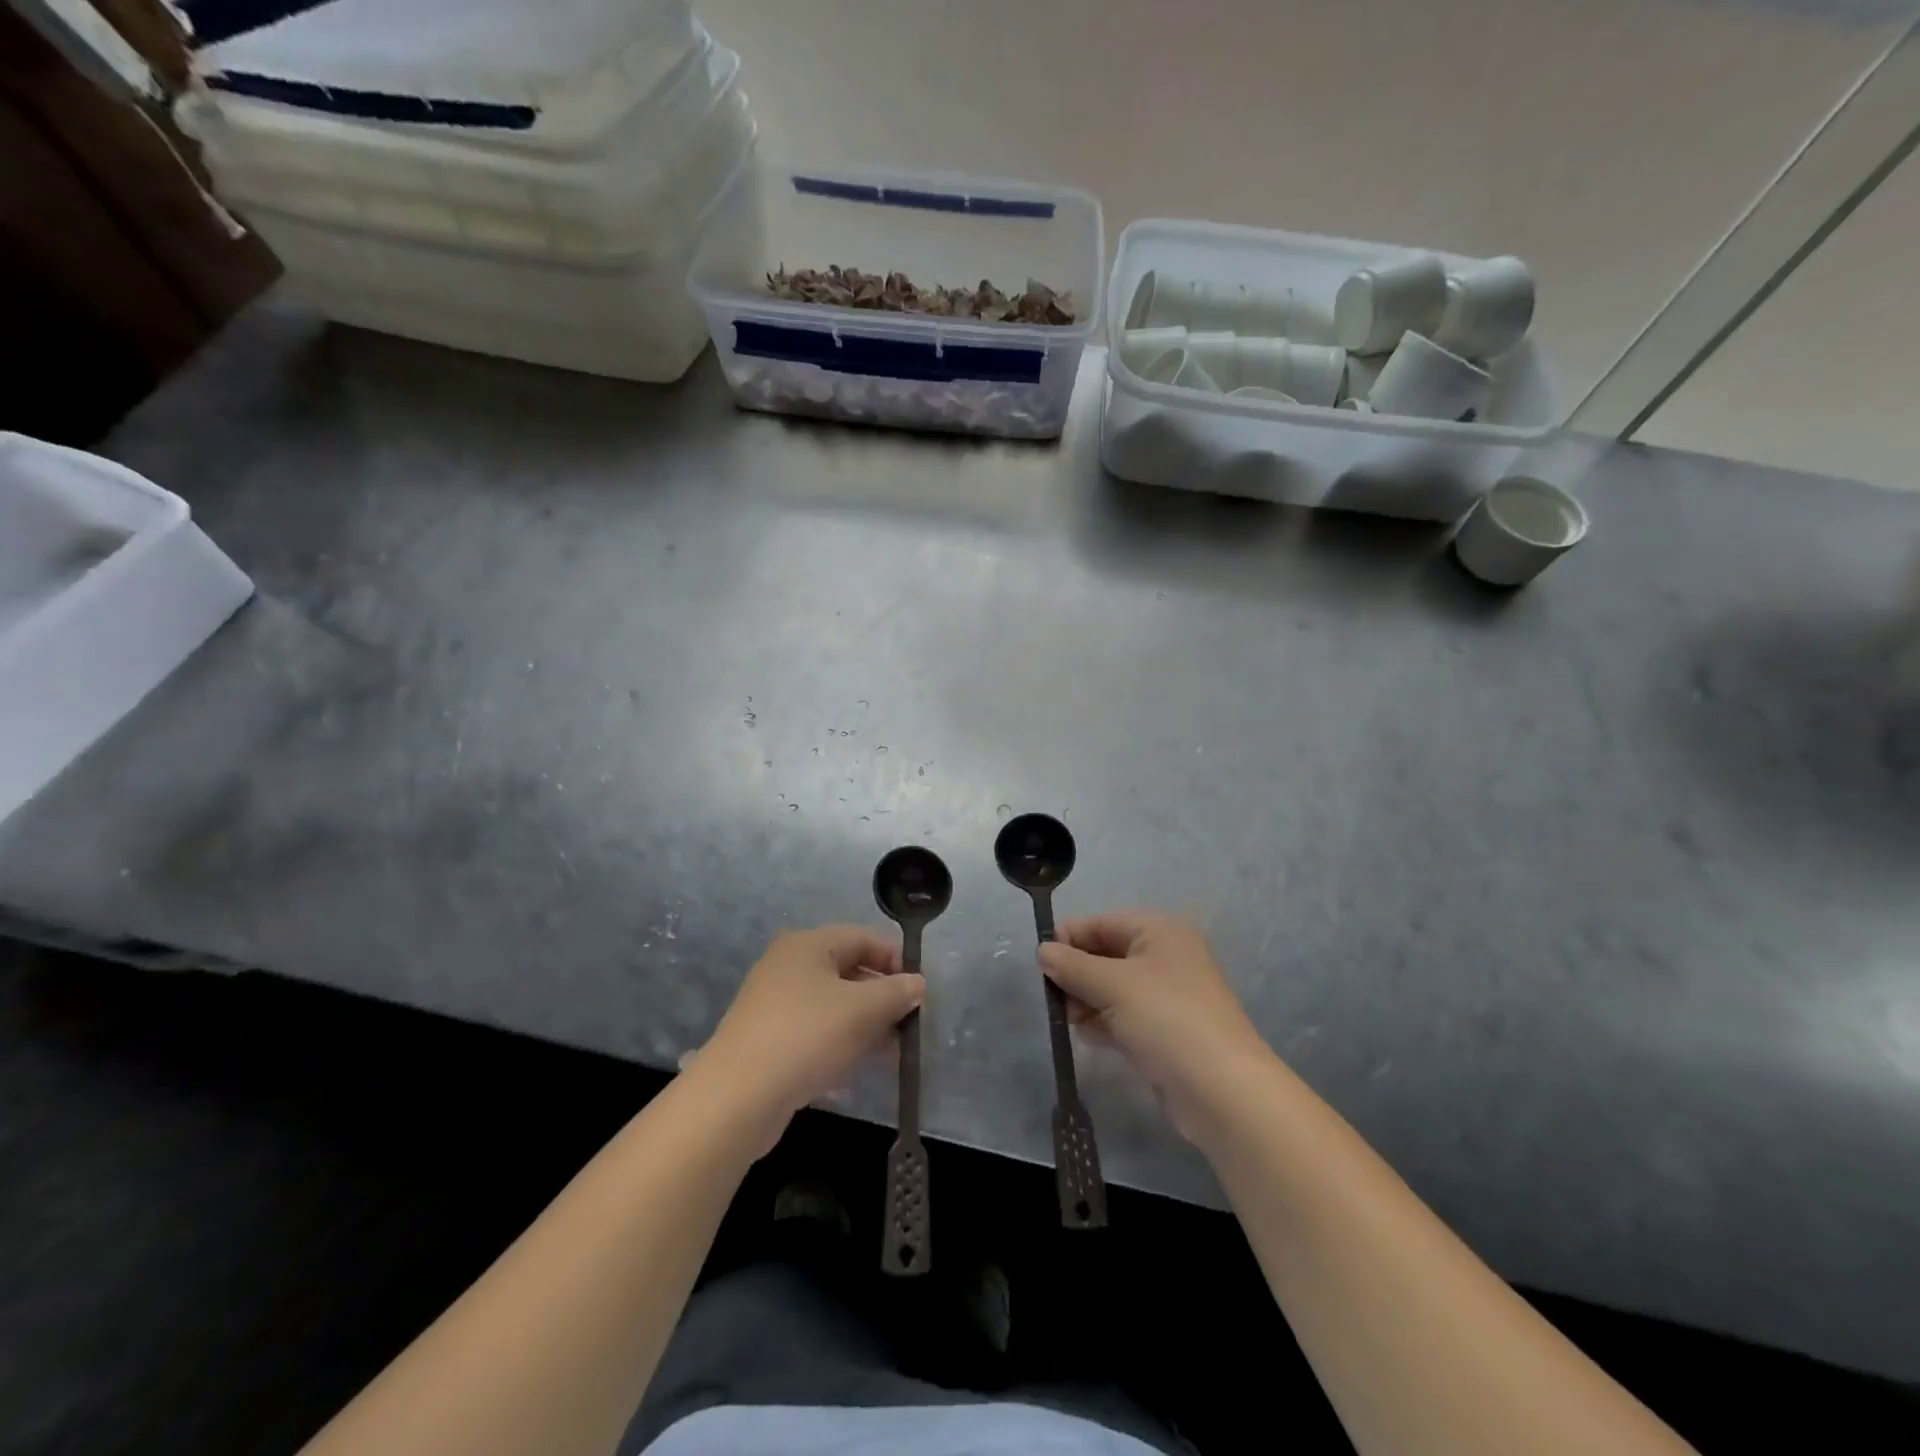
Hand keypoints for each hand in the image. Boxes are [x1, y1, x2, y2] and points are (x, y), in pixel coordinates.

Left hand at [700, 925, 923, 1138]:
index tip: (920, 991)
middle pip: (848, 971)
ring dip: (865, 1023)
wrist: (736, 1098)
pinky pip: (815, 1031)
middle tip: (909, 1024)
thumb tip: (918, 984)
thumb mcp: (862, 1010)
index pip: (863, 938)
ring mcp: (775, 1003)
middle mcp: (788, 965)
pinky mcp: (768, 1039)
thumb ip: (896, 993)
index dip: (896, 960)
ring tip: (892, 1051)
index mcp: (808, 945)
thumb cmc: (806, 1036)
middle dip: (882, 996)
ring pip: (833, 1004)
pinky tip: (855, 1068)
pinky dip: (839, 1043)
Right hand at [1039, 910, 1267, 1136]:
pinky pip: (1123, 1016)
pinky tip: (1089, 1037)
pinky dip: (1104, 1022)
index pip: (1101, 923)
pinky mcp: (1166, 1030)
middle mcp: (1165, 955)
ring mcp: (1167, 995)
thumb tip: (1042, 951)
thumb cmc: (1166, 1019)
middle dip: (1076, 974)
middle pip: (1105, 954)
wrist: (1222, 1091)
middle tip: (1053, 998)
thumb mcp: (1112, 985)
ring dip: (1087, 1000)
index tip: (1039, 965)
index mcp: (1159, 931)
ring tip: (1070, 1020)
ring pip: (1112, 988)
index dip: (1068, 939)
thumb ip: (1072, 965)